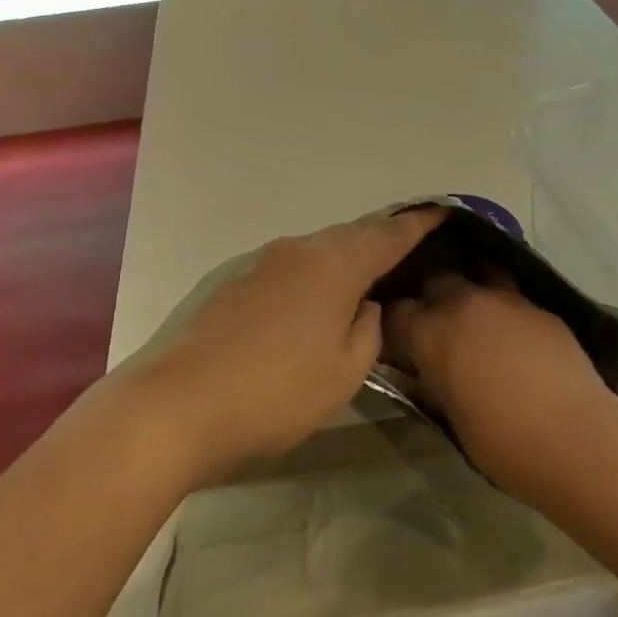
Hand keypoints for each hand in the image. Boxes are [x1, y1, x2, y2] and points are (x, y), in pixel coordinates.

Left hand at [110, 206, 445, 481]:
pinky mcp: (229, 284)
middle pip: (349, 235)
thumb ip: (367, 332)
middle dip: (380, 235)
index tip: (442, 210)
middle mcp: (296, 251)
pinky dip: (311, 273)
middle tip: (408, 238)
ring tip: (365, 269)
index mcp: (332, 266)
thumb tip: (364, 306)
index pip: (387, 236)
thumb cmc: (275, 393)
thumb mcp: (343, 372)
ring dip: (343, 255)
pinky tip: (312, 296)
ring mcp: (257, 264)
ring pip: (315, 250)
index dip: (418, 224)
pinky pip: (287, 267)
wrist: (175, 406)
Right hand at [383, 275, 615, 500]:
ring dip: (469, 295)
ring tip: (474, 320)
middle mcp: (464, 303)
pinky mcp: (540, 308)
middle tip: (435, 328)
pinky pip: (512, 297)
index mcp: (431, 331)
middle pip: (435, 281)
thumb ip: (429, 381)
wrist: (575, 439)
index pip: (395, 312)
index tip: (397, 343)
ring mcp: (506, 300)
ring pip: (476, 277)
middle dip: (429, 299)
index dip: (393, 327)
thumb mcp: (448, 415)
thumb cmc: (501, 442)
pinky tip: (512, 335)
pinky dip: (503, 311)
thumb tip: (421, 369)